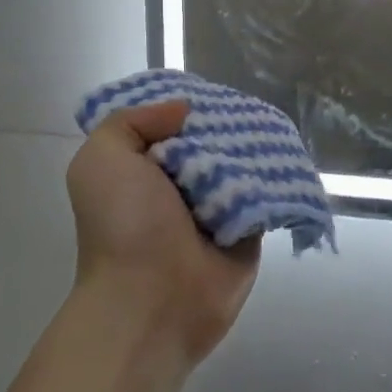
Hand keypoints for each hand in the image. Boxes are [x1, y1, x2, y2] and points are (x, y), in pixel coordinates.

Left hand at [66, 101, 259, 365]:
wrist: (152, 302)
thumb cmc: (123, 225)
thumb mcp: (102, 158)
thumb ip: (132, 121)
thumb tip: (184, 110)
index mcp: (144, 169)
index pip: (173, 124)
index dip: (190, 105)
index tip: (213, 90)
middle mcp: (180, 186)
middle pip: (213, 138)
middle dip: (228, 123)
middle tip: (251, 106)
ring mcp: (218, 207)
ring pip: (244, 162)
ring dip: (256, 147)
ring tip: (276, 126)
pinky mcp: (250, 228)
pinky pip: (269, 192)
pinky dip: (278, 176)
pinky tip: (290, 156)